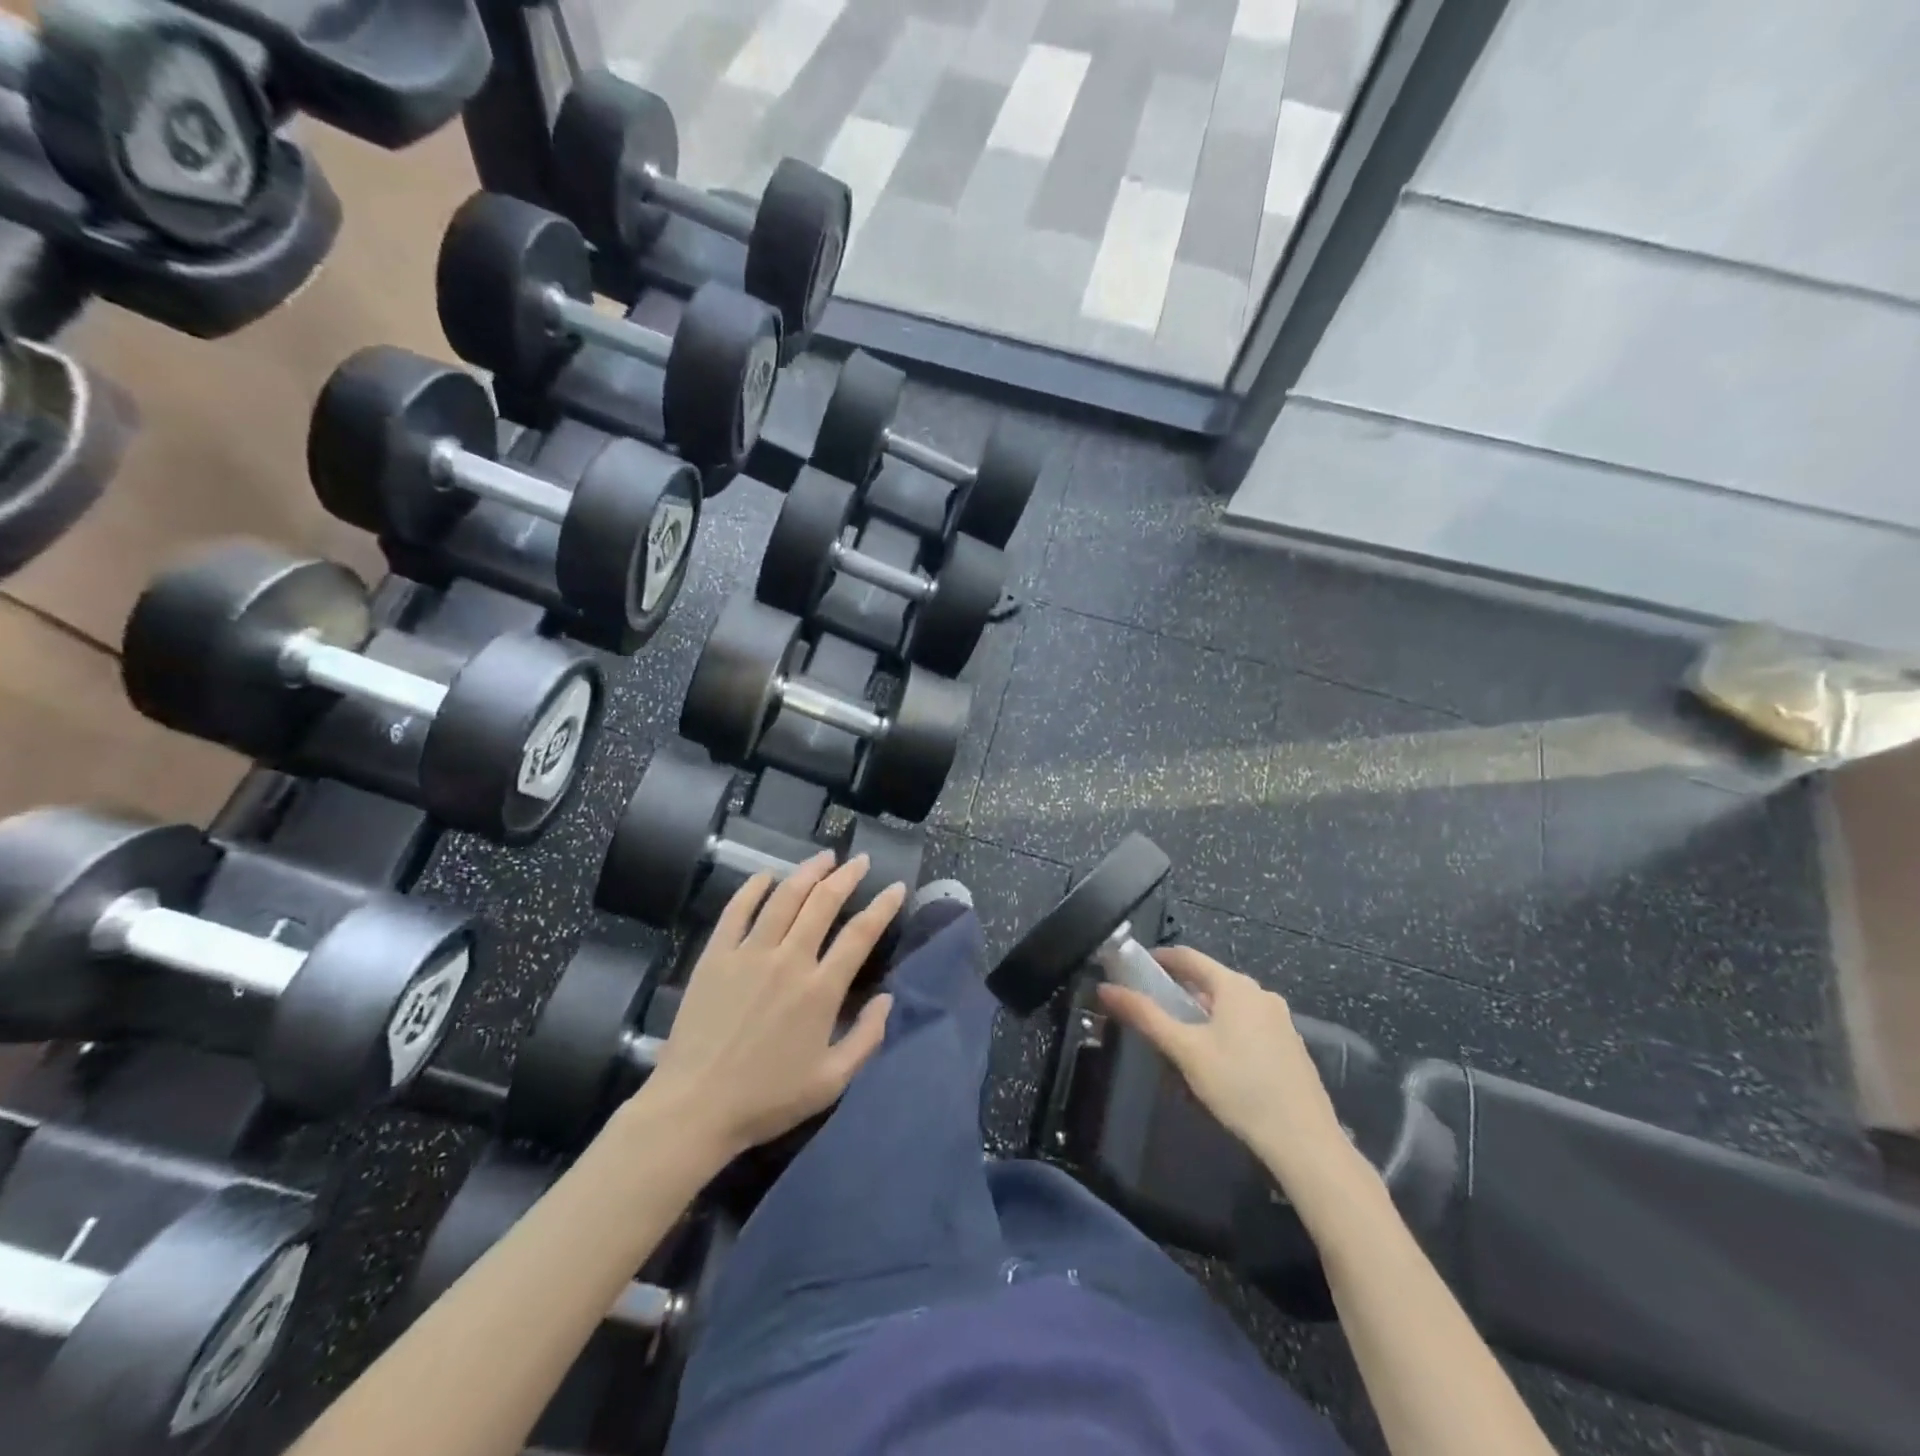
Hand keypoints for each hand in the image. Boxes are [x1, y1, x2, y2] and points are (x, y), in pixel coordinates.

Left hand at [645, 853, 905, 1159]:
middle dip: (847, 876)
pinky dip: (753, 888)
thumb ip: (867, 1038)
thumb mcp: (832, 1081)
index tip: (896, 888)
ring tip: (824, 857)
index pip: (860, 934)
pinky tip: (766, 876)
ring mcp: (748, 954)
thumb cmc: (767, 1099)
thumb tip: (888, 999)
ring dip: (808, 871)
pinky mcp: (715, 957)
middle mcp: (788, 960)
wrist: (694, 1108)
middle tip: (860, 861)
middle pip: (823, 902)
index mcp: (820, 990)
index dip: (883, 906)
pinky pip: (736, 911)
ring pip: (784, 897)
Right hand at [1098, 947, 1360, 1201]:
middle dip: (1178, 991)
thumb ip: (1145, 1015)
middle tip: (1151, 1009)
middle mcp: (1260, 994)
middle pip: (1210, 980)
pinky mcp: (1289, 1047)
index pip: (1188, 956)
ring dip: (1201, 1014)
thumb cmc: (1239, 1086)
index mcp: (1235, 986)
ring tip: (1178, 1039)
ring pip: (1229, 1005)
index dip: (1158, 958)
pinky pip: (1247, 1025)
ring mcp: (1279, 1020)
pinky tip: (1215, 1062)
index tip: (1133, 969)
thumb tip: (1106, 989)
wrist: (1304, 1142)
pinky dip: (1224, 1031)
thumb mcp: (1185, 1050)